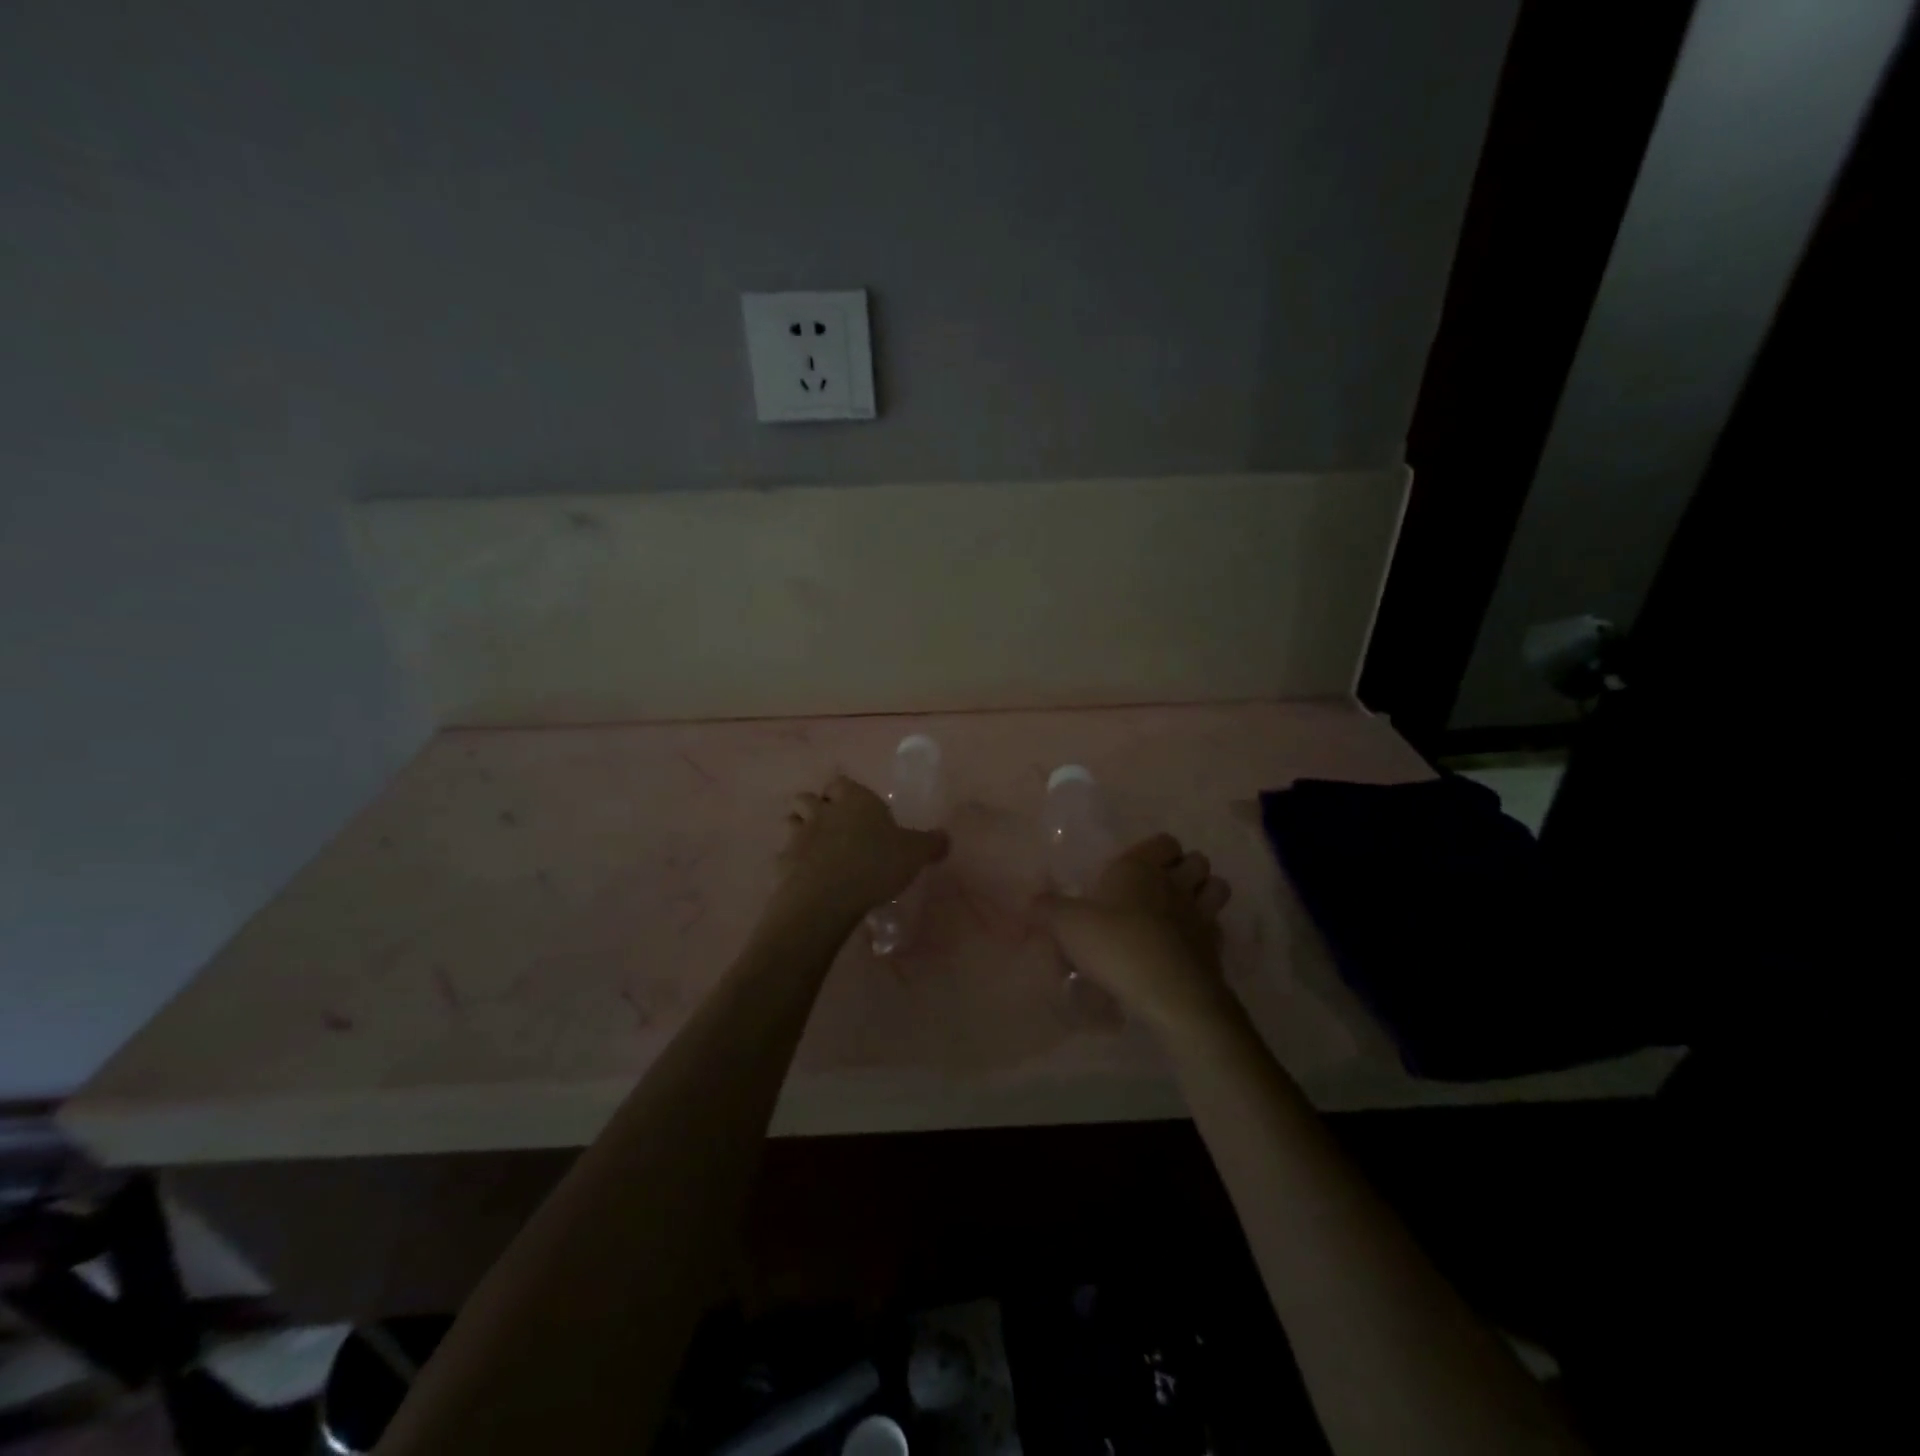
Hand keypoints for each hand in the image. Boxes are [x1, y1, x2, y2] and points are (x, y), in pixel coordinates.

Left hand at [775, 774, 949, 924]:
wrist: (829, 896)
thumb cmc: (876, 864)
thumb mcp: (915, 853)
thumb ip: (931, 844)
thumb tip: (945, 838)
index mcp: (854, 800)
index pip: (841, 782)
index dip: (844, 792)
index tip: (854, 807)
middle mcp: (823, 811)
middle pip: (808, 798)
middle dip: (816, 808)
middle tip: (832, 827)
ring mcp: (798, 836)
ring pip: (791, 822)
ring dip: (799, 830)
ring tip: (815, 850)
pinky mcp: (782, 863)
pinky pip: (784, 857)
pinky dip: (791, 864)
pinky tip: (805, 879)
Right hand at [1041, 833, 1238, 1037]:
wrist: (1169, 992)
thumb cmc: (1115, 945)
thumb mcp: (1067, 925)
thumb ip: (1047, 909)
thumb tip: (1031, 900)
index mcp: (1141, 867)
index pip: (1164, 841)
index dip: (1156, 850)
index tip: (1136, 868)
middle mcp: (1175, 883)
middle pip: (1197, 860)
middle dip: (1185, 869)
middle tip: (1160, 888)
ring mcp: (1201, 914)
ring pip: (1218, 887)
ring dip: (1205, 893)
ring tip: (1182, 911)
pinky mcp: (1216, 947)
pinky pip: (1217, 928)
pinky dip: (1206, 932)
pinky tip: (1187, 946)